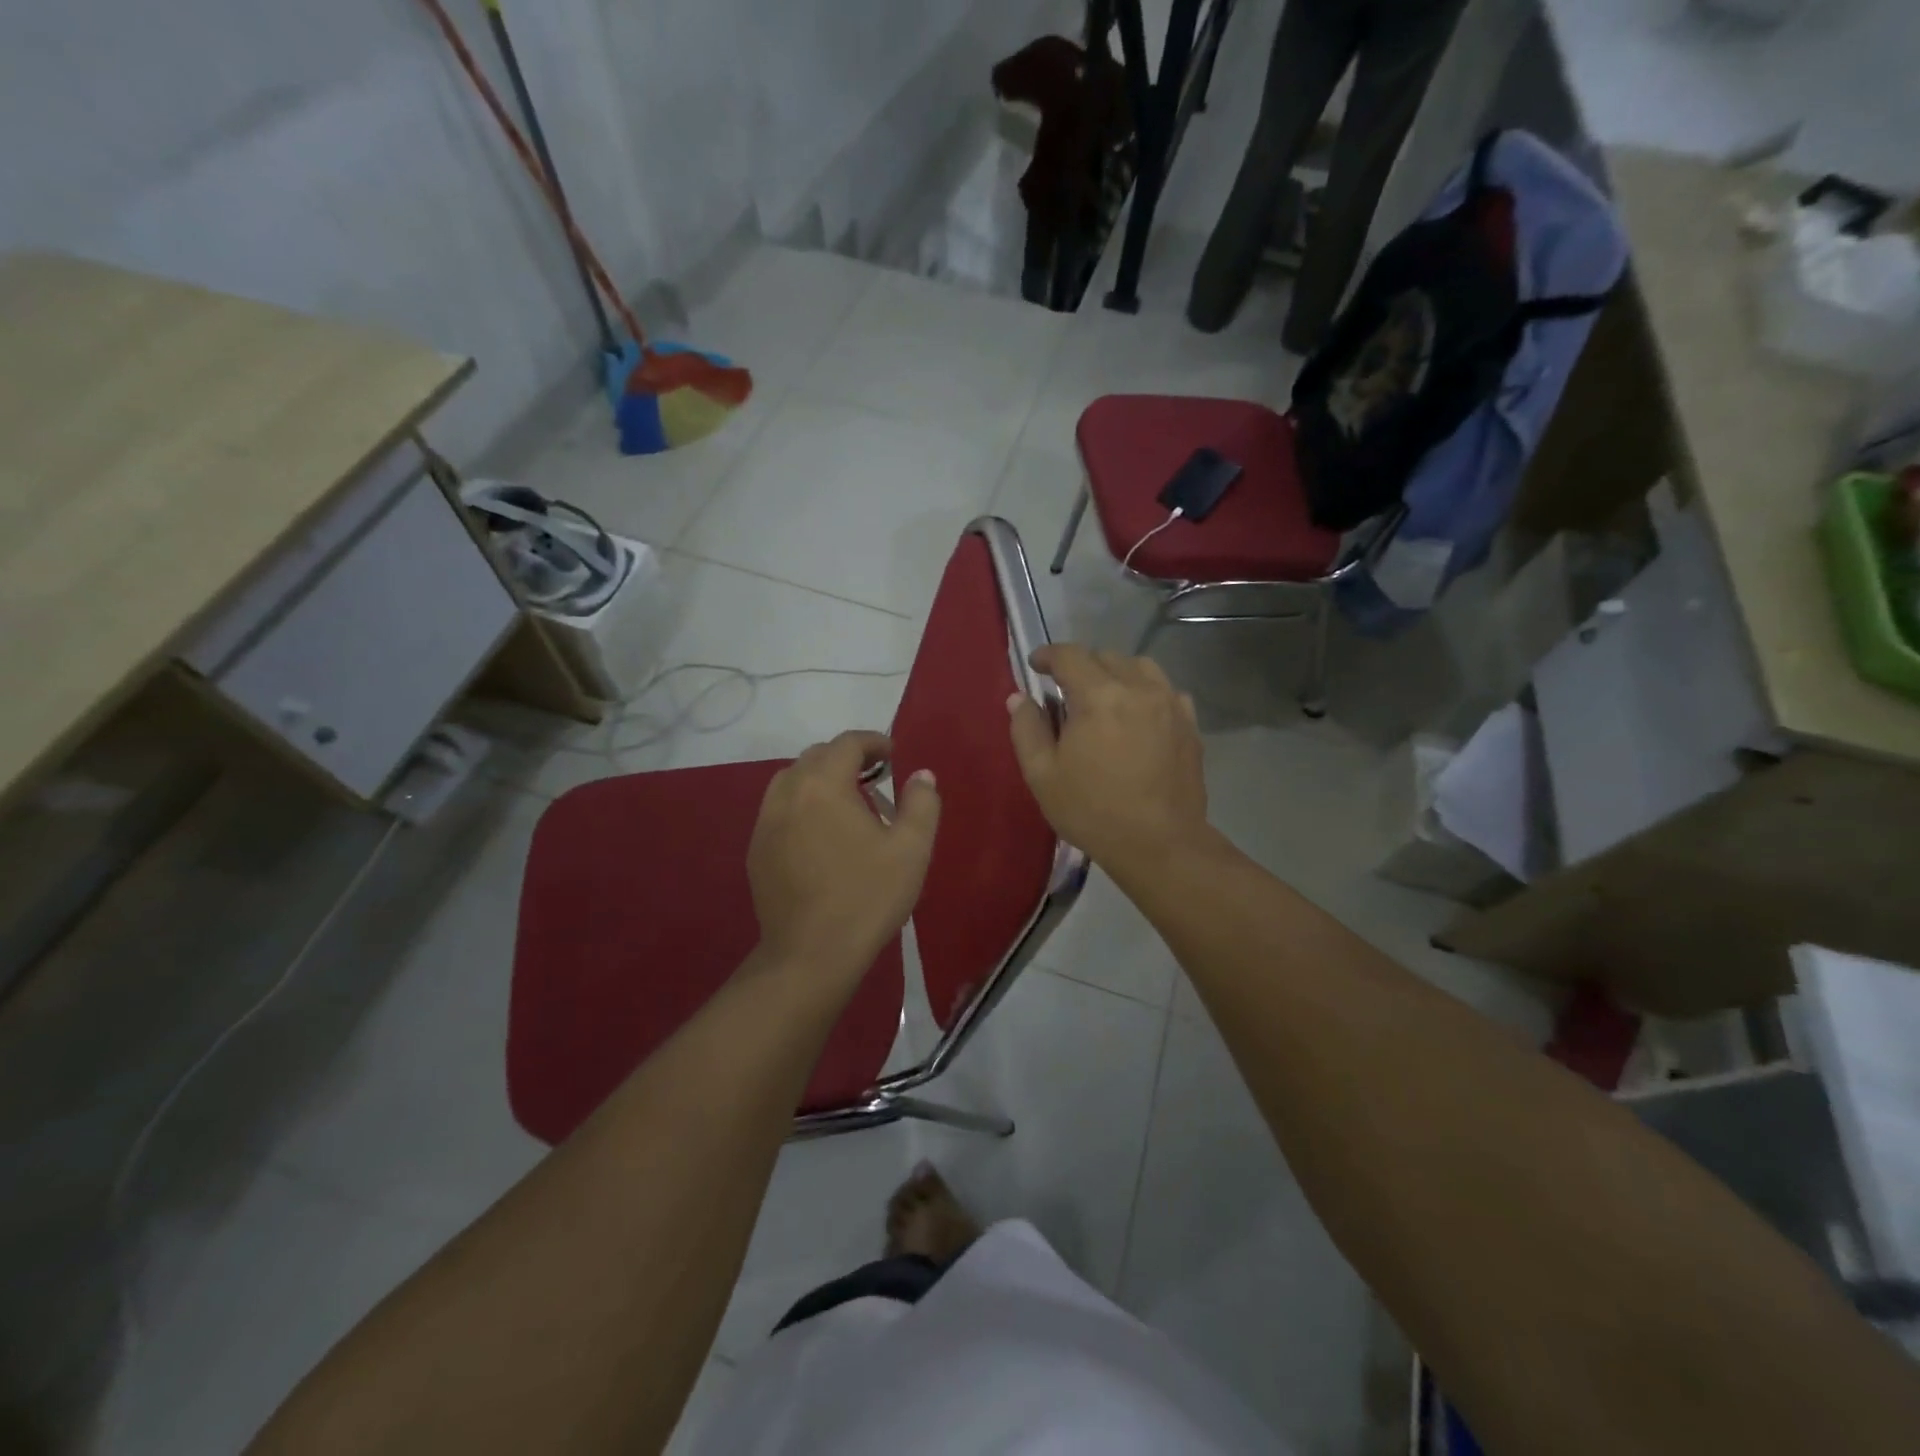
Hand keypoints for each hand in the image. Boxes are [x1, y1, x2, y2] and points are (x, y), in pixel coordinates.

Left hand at [746, 730, 940, 986]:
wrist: (812, 955)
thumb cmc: (867, 897)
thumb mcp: (911, 849)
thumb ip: (921, 803)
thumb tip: (921, 775)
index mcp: (824, 785)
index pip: (847, 743)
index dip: (873, 742)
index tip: (893, 754)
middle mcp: (788, 794)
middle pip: (815, 756)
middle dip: (846, 757)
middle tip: (875, 775)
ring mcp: (766, 823)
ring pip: (791, 780)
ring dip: (819, 778)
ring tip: (845, 800)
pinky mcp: (756, 851)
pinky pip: (778, 809)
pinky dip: (801, 804)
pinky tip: (820, 833)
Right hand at [1006, 644, 1213, 879]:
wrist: (1160, 844)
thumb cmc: (1093, 811)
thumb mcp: (1042, 775)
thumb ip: (1027, 729)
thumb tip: (1019, 698)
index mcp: (1098, 696)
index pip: (1070, 655)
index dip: (1048, 655)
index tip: (1035, 665)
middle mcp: (1138, 688)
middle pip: (1105, 656)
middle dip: (1081, 666)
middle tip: (1066, 691)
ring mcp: (1170, 703)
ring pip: (1140, 666)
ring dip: (1116, 673)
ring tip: (1105, 698)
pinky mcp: (1190, 723)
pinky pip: (1166, 690)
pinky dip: (1146, 692)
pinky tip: (1138, 716)